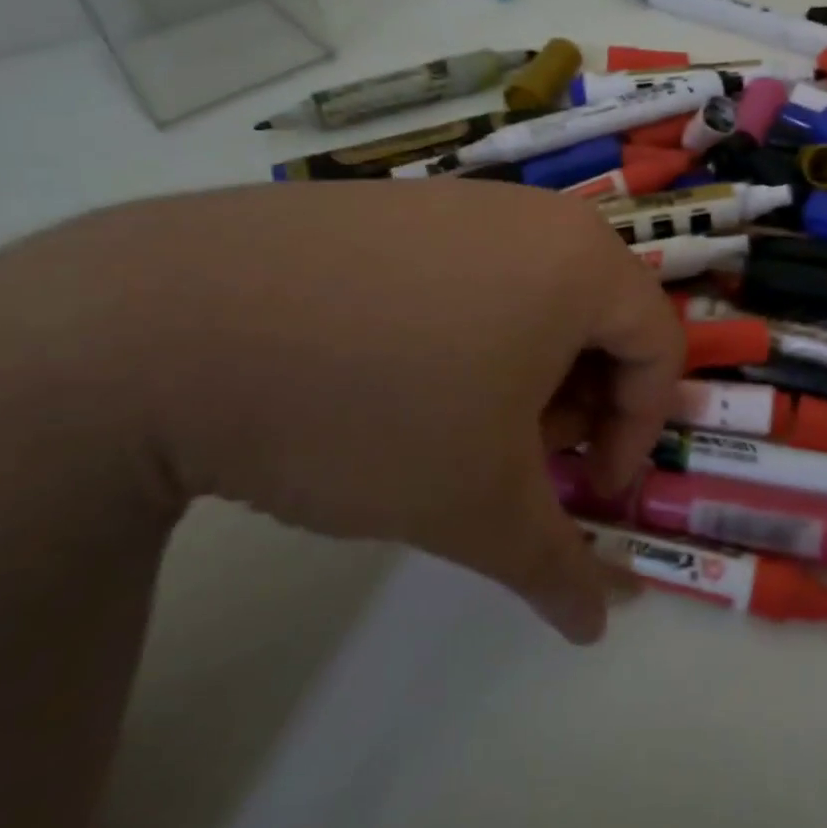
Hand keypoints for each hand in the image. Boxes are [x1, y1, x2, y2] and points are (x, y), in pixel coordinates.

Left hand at [49, 181, 682, 642]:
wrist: (166, 328)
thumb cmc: (370, 409)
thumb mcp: (476, 505)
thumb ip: (553, 567)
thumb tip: (598, 626)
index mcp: (580, 261)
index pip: (660, 346)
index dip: (638, 431)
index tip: (590, 491)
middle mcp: (529, 214)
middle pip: (598, 317)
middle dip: (579, 402)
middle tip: (524, 460)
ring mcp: (453, 201)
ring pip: (531, 295)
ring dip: (522, 371)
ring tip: (457, 426)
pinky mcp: (387, 206)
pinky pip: (464, 272)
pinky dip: (464, 332)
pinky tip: (391, 380)